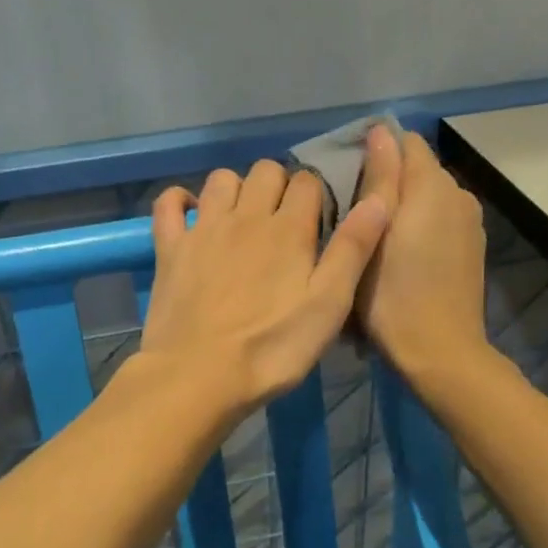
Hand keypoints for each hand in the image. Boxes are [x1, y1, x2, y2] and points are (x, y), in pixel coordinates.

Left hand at [141, 145, 398, 416]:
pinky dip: (180, 200)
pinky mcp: (169, 248)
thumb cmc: (271, 349)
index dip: (317, 194)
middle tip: (284, 221)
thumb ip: (353, 251)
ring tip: (243, 219)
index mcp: (289, 230)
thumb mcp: (329, 307)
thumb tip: (379, 198)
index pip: (308, 182)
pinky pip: (168, 203)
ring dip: (236, 189)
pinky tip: (190, 215)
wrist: (198, 376)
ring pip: (221, 179)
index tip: (319, 220)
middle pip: (266, 171)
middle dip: (280, 185)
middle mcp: (245, 217)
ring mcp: (202, 229)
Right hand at [355, 131, 488, 378]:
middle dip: (388, 181)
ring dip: (404, 206)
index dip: (375, 152)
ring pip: (429, 197)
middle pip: (417, 170)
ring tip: (374, 238)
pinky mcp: (472, 248)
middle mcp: (459, 194)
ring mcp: (470, 223)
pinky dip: (420, 227)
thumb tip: (380, 132)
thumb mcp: (372, 234)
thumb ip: (379, 178)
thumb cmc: (393, 294)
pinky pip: (440, 221)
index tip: (348, 180)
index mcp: (433, 185)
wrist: (439, 350)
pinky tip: (402, 257)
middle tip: (353, 215)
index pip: (405, 142)